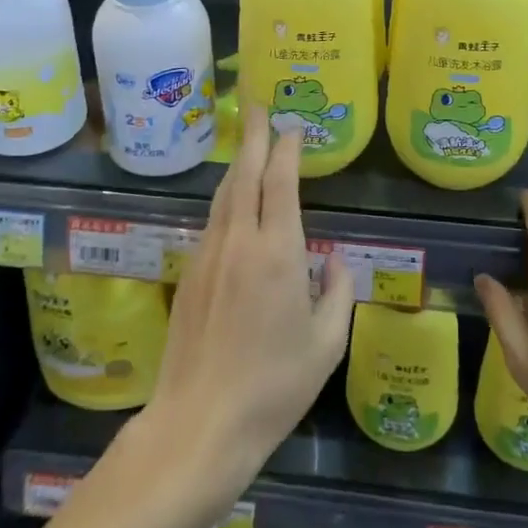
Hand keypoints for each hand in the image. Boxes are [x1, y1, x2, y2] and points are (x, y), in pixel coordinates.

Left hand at [139, 103, 355, 503]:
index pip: (280, 181)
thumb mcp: (326, 344)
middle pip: (245, 173)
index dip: (287, 148)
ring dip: (239, 162)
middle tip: (258, 105)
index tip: (293, 127)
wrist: (199, 422)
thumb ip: (337, 291)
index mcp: (277, 252)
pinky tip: (233, 199)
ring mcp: (209, 254)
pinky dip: (227, 196)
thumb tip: (334, 258)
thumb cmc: (274, 386)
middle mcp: (239, 241)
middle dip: (254, 135)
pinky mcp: (190, 273)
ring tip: (248, 141)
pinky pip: (213, 219)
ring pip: (224, 193)